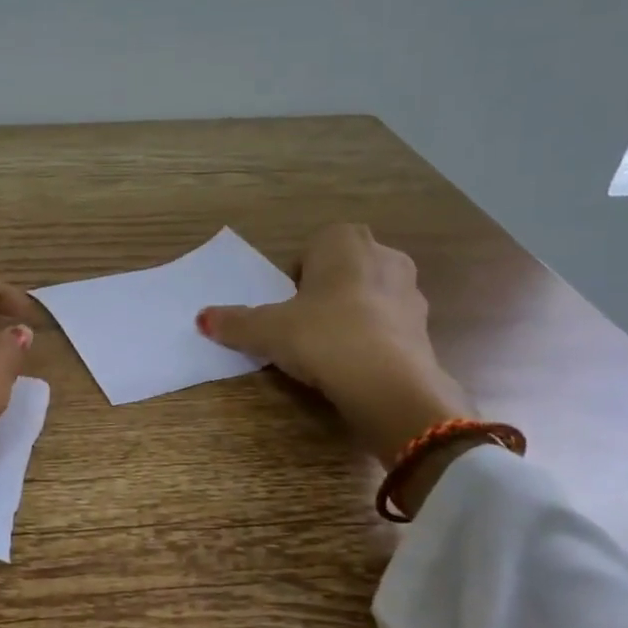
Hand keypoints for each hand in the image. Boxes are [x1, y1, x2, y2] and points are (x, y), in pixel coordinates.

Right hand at [198, 225, 471, 472]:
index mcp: (344, 243)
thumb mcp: (267, 331)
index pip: (315, 246)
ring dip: (352, 313)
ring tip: (329, 348)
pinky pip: (389, 325)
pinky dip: (373, 338)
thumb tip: (202, 318)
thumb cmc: (323, 336)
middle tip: (303, 323)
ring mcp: (411, 292)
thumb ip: (235, 322)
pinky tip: (354, 365)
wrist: (389, 384)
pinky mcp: (425, 328)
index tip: (286, 303)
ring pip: (371, 295)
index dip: (297, 274)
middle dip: (326, 290)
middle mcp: (384, 256)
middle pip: (345, 268)